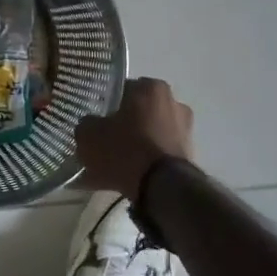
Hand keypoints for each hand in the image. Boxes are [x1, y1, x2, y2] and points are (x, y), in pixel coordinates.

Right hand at [75, 77, 194, 202]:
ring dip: (133, 147)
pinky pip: (156, 157)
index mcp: (151, 88)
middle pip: (138, 113)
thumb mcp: (89, 134)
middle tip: (102, 143)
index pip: (122, 89)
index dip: (106, 104)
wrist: (161, 187)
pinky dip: (143, 165)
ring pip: (148, 136)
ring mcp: (185, 131)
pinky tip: (122, 180)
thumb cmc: (124, 149)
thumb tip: (91, 125)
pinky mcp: (188, 156)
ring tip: (110, 167)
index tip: (96, 120)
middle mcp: (173, 103)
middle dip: (122, 127)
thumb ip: (87, 124)